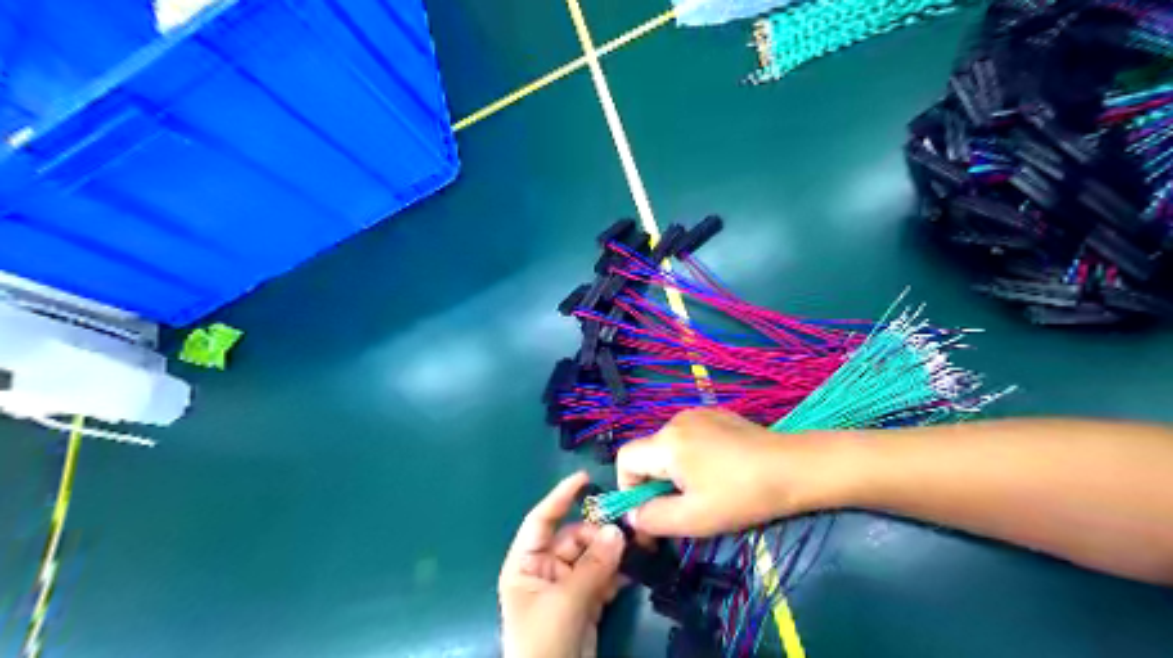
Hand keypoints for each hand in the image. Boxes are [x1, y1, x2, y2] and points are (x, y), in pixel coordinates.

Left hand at [499, 471, 626, 654]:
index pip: (541, 521)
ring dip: (612, 551)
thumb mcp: (565, 601)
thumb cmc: (543, 641)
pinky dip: (617, 573)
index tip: (584, 479)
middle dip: (598, 533)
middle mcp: (544, 570)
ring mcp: (566, 586)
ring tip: (637, 545)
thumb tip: (618, 531)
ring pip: (592, 557)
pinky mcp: (585, 603)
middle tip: (626, 530)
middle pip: (574, 538)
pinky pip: (602, 578)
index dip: (560, 497)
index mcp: (525, 564)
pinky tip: (634, 568)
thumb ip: (593, 565)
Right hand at [617, 408, 838, 535]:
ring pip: (668, 446)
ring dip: (674, 470)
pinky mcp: (716, 414)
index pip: (625, 458)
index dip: (627, 487)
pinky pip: (688, 436)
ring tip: (704, 490)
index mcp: (666, 442)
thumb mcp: (694, 518)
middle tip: (682, 507)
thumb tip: (632, 515)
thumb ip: (653, 518)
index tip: (649, 511)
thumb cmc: (742, 495)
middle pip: (647, 453)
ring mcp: (697, 413)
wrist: (793, 468)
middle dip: (655, 482)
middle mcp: (675, 421)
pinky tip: (719, 470)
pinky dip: (691, 456)